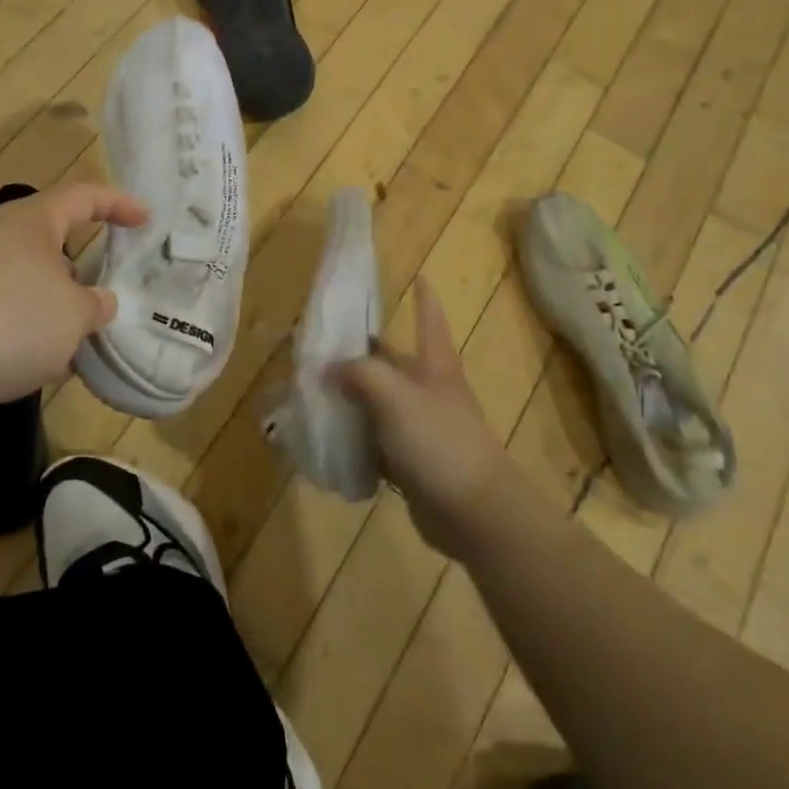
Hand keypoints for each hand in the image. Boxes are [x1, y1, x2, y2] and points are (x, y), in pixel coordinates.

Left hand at [0, 183, 147, 420]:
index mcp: (33, 222)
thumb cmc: (8, 312)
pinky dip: (23, 341)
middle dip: (82, 276)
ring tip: (83, 346)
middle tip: (110, 299)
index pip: (85, 197)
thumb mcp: (72, 314)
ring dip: (53, 316)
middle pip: (52, 248)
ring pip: (27, 291)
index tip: (146, 219)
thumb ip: (94, 307)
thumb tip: (98, 304)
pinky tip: (41, 371)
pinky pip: (1, 322)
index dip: (118, 204)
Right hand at [336, 278, 515, 557]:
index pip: (430, 321)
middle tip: (323, 344)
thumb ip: (361, 374)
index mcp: (434, 366)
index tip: (419, 277)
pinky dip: (356, 439)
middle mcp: (429, 391)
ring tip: (313, 390)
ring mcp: (422, 428)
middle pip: (394, 363)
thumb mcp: (395, 396)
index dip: (425, 299)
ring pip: (380, 404)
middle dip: (364, 353)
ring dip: (353, 399)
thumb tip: (329, 366)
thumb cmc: (439, 440)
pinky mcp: (412, 463)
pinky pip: (377, 443)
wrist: (474, 512)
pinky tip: (329, 438)